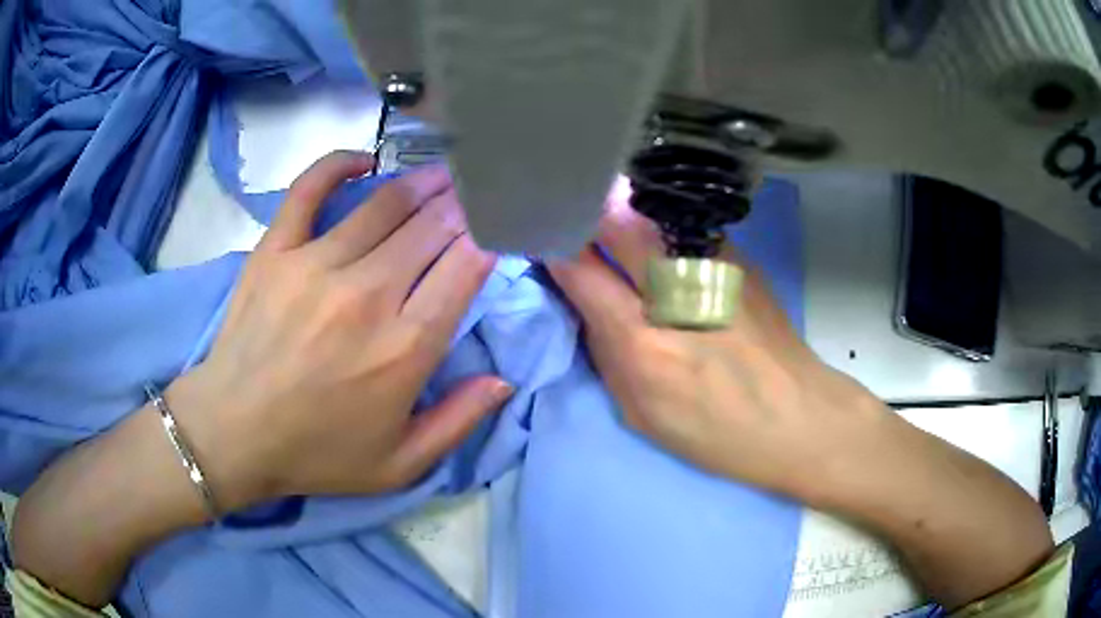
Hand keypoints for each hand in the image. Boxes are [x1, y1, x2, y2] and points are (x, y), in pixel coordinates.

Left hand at [173, 152, 512, 509]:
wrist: (233, 434)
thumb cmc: (317, 453)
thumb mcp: (400, 464)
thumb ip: (458, 421)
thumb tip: (505, 381)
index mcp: (404, 347)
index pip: (465, 267)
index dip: (488, 237)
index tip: (498, 226)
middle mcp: (367, 294)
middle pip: (431, 227)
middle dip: (463, 204)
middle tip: (477, 191)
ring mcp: (315, 264)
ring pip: (384, 205)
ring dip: (421, 184)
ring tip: (441, 174)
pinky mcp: (275, 250)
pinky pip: (310, 189)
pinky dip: (339, 165)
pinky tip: (364, 162)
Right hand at [549, 201, 1052, 609]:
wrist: (799, 417)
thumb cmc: (718, 433)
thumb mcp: (641, 414)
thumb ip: (606, 352)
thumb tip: (587, 301)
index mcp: (643, 341)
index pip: (577, 267)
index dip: (551, 245)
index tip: (538, 238)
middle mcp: (675, 288)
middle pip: (614, 220)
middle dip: (583, 211)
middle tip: (567, 213)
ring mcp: (713, 264)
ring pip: (649, 214)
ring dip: (620, 213)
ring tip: (608, 223)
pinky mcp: (738, 257)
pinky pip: (681, 229)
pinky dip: (657, 229)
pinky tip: (658, 244)